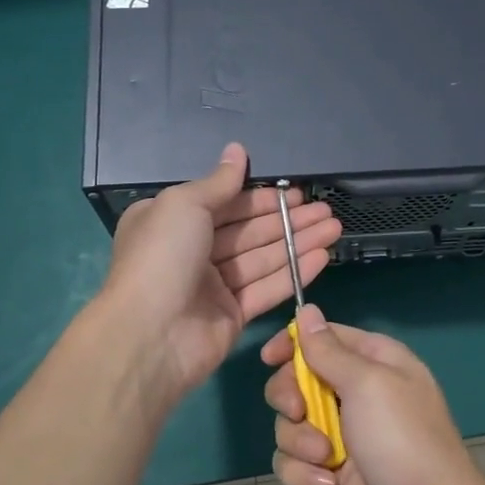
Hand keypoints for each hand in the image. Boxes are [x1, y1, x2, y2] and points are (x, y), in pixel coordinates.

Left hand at [100, 144, 340, 401]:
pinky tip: (322, 256)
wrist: (150, 335)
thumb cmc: (162, 257)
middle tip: (325, 210)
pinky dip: (294, 272)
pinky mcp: (233, 315)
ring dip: (298, 242)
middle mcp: (192, 251)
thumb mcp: (184, 205)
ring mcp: (213, 286)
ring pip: (263, 258)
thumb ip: (219, 181)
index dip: (261, 198)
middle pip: (248, 231)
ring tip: (334, 227)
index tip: (295, 192)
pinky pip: (267, 288)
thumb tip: (237, 150)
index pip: (225, 203)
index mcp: (172, 222)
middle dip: (287, 219)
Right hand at [261, 307, 484, 484]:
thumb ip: (329, 350)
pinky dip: (304, 474)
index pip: (322, 337)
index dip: (292, 343)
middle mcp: (354, 394)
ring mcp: (340, 437)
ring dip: (300, 442)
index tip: (269, 358)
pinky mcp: (327, 474)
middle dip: (289, 397)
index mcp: (372, 362)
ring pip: (289, 424)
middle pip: (296, 380)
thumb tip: (307, 311)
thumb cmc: (404, 441)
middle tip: (299, 412)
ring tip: (327, 459)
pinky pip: (292, 463)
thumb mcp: (368, 384)